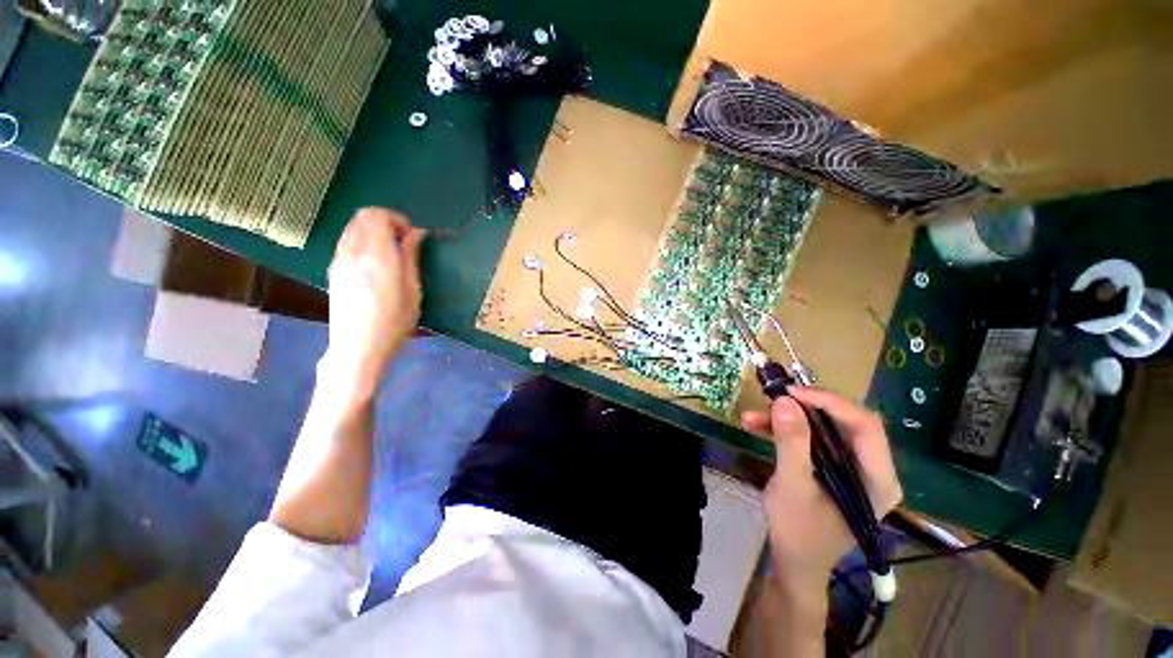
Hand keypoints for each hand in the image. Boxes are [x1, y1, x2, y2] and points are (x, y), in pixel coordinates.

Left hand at [320, 208, 425, 400]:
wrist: (358, 346)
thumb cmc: (394, 321)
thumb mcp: (413, 289)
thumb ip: (411, 257)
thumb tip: (417, 233)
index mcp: (376, 255)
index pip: (377, 215)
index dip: (397, 219)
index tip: (411, 236)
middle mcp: (353, 251)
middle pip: (362, 216)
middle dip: (385, 221)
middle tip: (402, 242)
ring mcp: (339, 259)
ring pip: (352, 227)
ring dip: (372, 230)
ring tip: (390, 252)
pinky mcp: (333, 270)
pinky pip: (346, 241)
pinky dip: (361, 241)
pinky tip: (374, 262)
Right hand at [742, 388, 901, 591]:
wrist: (794, 563)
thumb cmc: (799, 532)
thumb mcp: (792, 486)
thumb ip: (791, 443)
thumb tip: (784, 400)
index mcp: (878, 479)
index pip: (865, 425)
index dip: (829, 402)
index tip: (791, 392)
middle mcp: (872, 468)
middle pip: (845, 422)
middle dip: (805, 407)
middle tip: (773, 398)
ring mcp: (852, 468)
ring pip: (824, 428)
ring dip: (788, 420)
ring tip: (752, 417)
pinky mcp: (833, 468)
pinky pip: (812, 440)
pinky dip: (785, 432)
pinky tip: (756, 427)